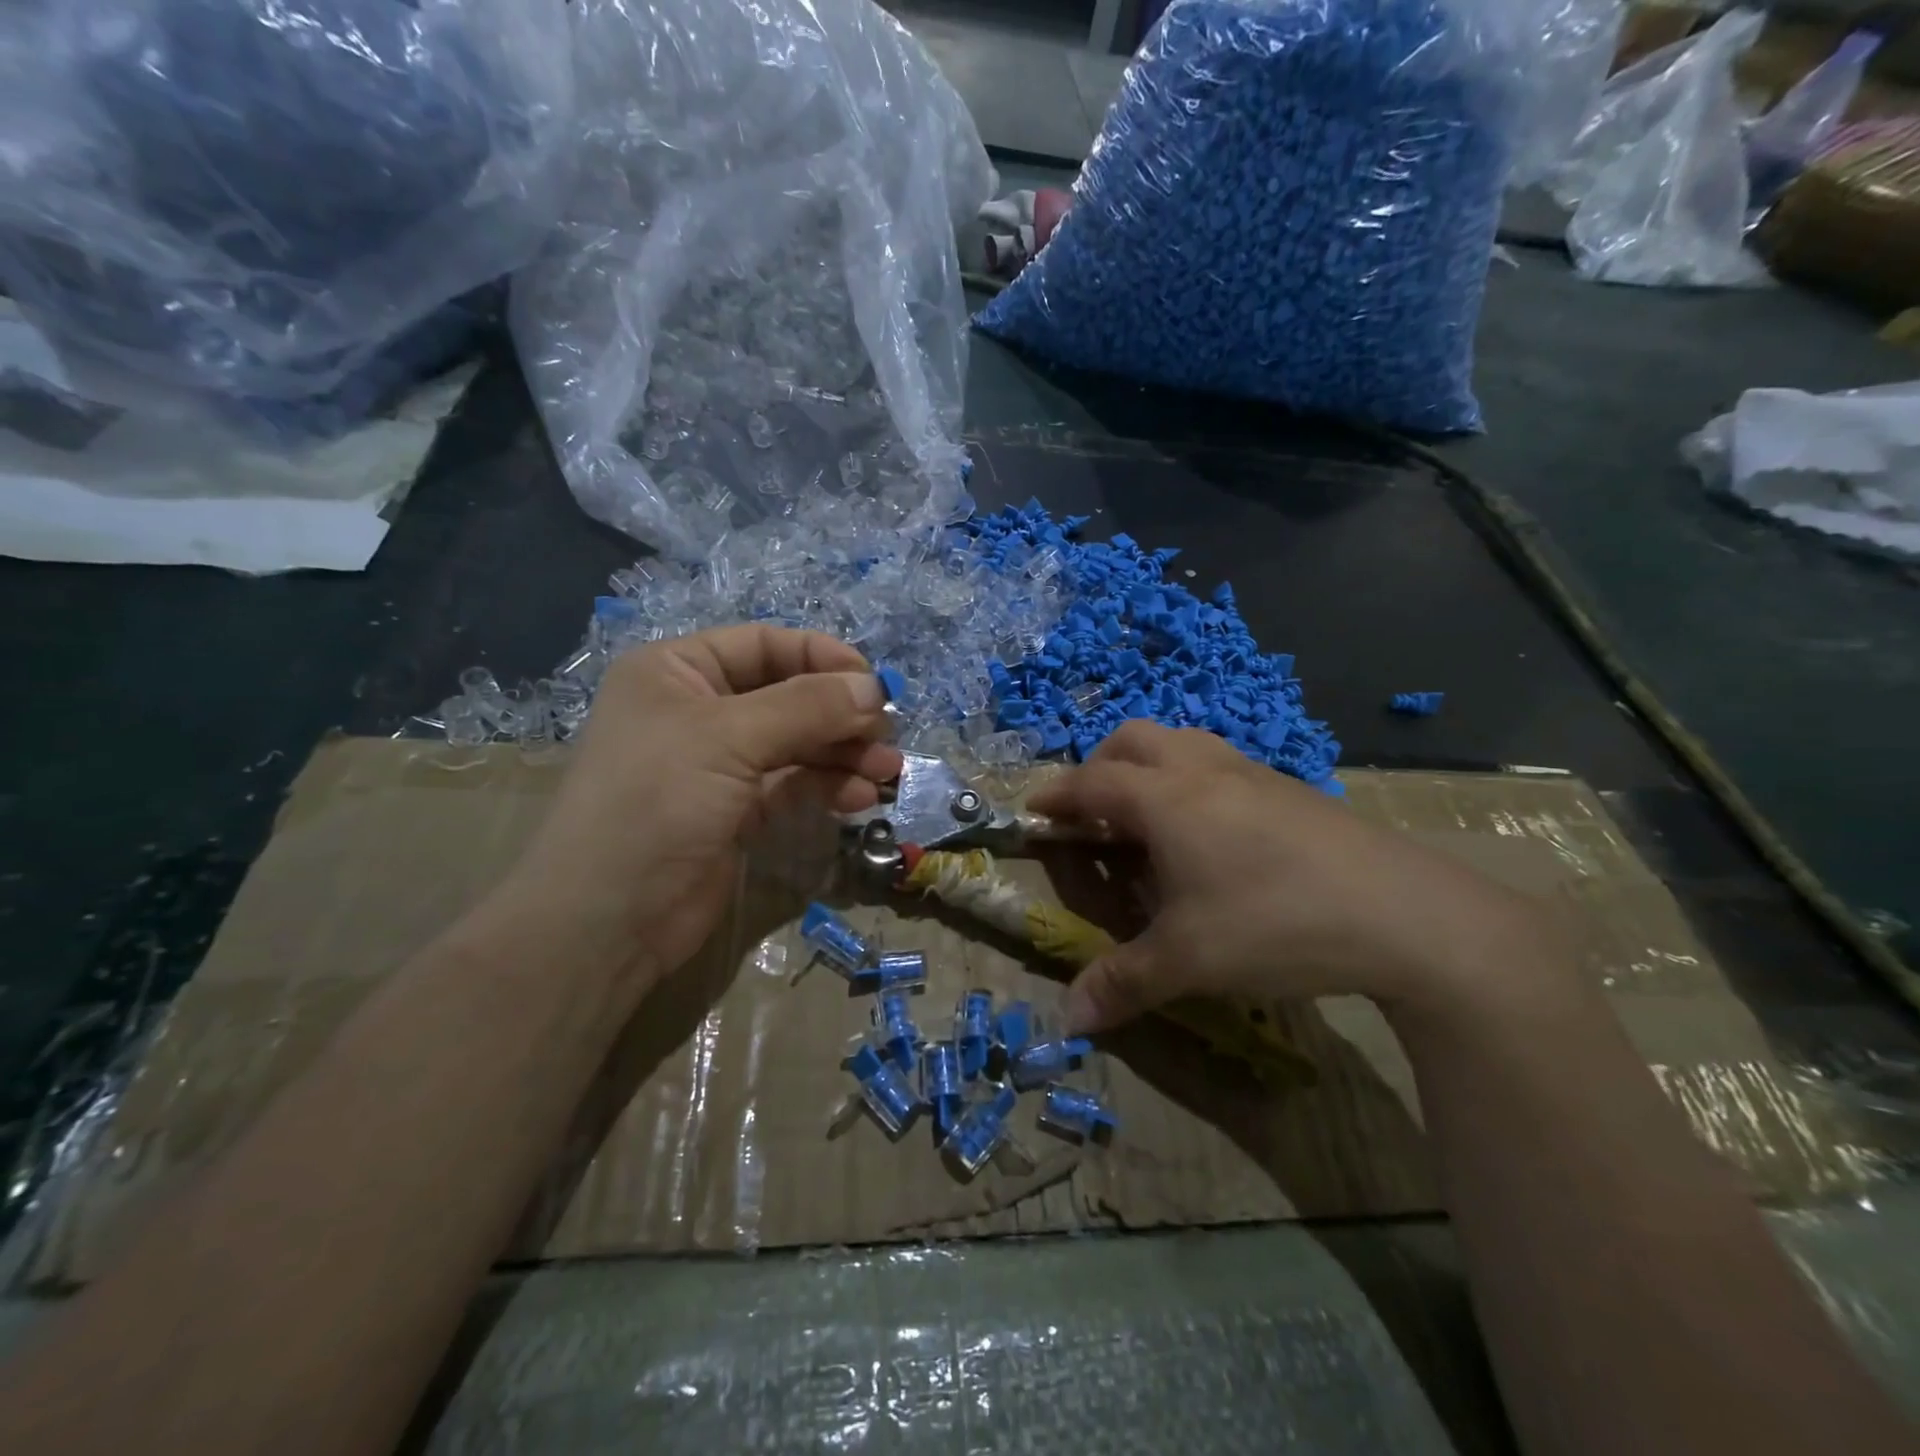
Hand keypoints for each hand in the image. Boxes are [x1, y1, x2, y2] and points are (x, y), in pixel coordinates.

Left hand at [499, 626, 900, 999]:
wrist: (608, 920)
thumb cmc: (657, 802)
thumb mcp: (730, 737)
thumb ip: (808, 706)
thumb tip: (875, 688)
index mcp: (678, 672)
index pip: (765, 645)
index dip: (823, 658)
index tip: (875, 684)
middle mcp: (699, 710)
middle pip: (788, 695)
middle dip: (841, 713)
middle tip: (888, 734)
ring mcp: (719, 764)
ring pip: (797, 743)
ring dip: (843, 753)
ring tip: (887, 770)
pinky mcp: (737, 811)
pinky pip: (793, 784)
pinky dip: (828, 786)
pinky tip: (861, 798)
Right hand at [1027, 721, 1556, 1032]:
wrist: (1404, 912)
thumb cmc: (1275, 924)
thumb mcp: (1188, 961)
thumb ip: (1122, 984)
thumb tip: (1070, 1021)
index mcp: (1166, 799)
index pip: (1091, 782)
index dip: (1055, 795)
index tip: (1032, 810)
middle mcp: (1202, 770)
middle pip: (1133, 739)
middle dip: (1099, 766)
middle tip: (1093, 813)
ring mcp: (1250, 772)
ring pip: (1181, 741)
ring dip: (1148, 765)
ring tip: (1147, 816)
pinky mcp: (1288, 786)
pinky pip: (1218, 761)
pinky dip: (1190, 778)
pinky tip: (1210, 832)